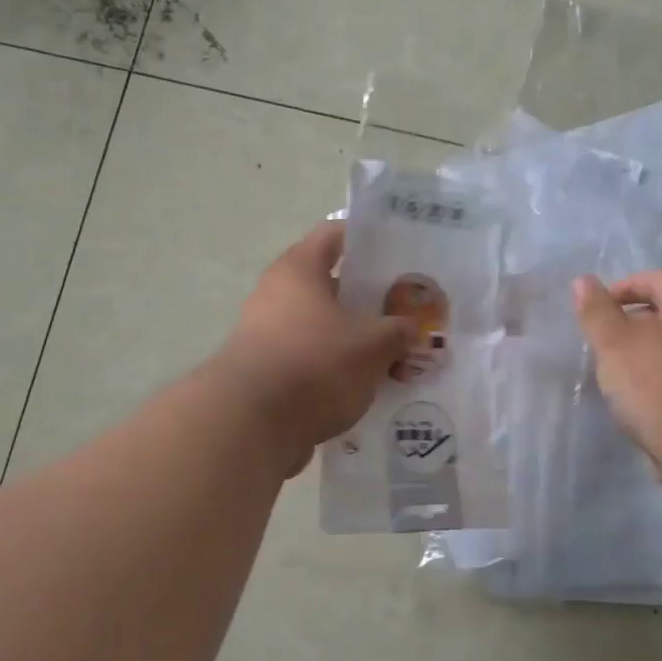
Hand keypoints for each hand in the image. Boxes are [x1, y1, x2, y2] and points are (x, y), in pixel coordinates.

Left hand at [212, 221, 415, 472]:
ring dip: (355, 339)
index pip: (334, 235)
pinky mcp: (266, 373)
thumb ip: (397, 332)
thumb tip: (410, 329)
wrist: (251, 426)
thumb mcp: (372, 345)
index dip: (367, 239)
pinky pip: (311, 361)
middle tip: (406, 309)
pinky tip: (367, 387)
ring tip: (394, 353)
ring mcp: (267, 335)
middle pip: (329, 285)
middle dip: (368, 298)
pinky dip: (337, 370)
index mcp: (299, 270)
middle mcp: (277, 295)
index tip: (399, 252)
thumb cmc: (315, 364)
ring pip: (322, 327)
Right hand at [572, 269, 661, 463]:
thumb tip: (582, 281)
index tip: (599, 309)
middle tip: (603, 341)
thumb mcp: (614, 342)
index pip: (660, 278)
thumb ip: (596, 311)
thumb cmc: (656, 384)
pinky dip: (655, 380)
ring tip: (614, 373)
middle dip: (631, 322)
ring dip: (641, 354)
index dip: (626, 286)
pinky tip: (635, 400)